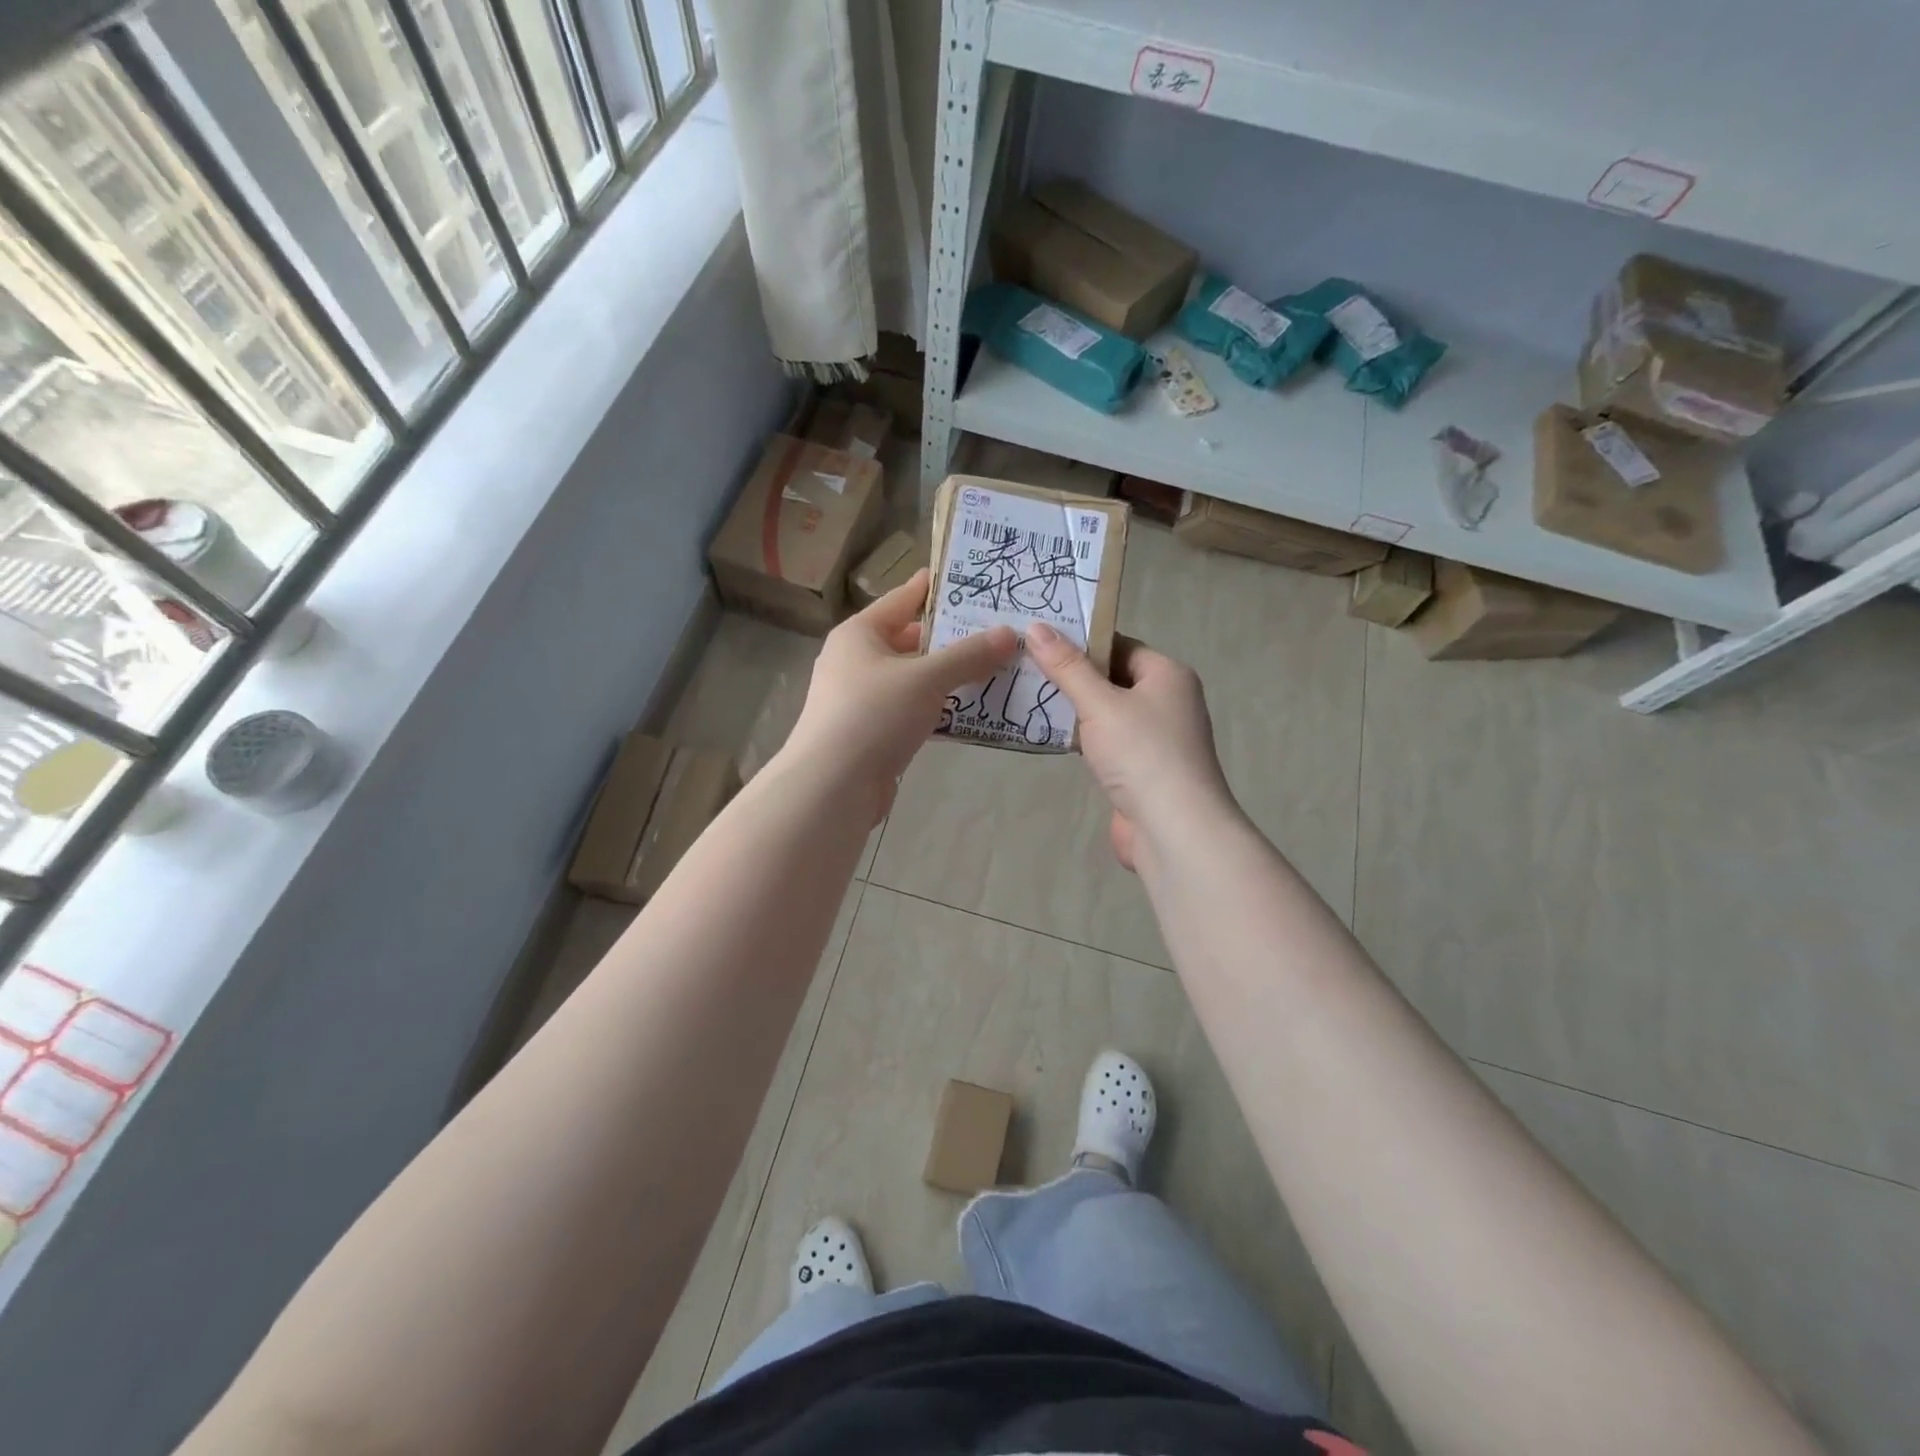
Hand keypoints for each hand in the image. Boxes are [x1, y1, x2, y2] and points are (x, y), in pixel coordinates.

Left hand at [782, 569, 1016, 820]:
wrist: (832, 786)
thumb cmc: (873, 715)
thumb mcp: (926, 678)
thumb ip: (968, 655)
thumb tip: (1009, 634)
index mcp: (859, 633)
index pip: (903, 597)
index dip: (938, 587)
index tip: (975, 579)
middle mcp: (856, 661)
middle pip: (911, 639)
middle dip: (953, 638)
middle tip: (998, 630)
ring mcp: (862, 699)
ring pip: (914, 678)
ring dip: (950, 677)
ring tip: (997, 668)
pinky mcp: (872, 733)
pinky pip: (913, 710)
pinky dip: (939, 708)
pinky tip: (972, 711)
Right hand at [1026, 622, 1235, 871]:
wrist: (1173, 829)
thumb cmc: (1142, 753)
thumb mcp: (1100, 704)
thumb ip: (1067, 667)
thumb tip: (1036, 627)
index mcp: (1167, 676)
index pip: (1120, 646)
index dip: (1081, 642)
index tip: (1039, 641)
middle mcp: (1167, 702)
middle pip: (1112, 679)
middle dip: (1072, 677)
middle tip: (1024, 667)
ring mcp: (1156, 740)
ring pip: (1107, 714)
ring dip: (1074, 711)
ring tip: (1027, 697)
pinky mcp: (1141, 771)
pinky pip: (1106, 744)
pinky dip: (1081, 740)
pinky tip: (1048, 736)